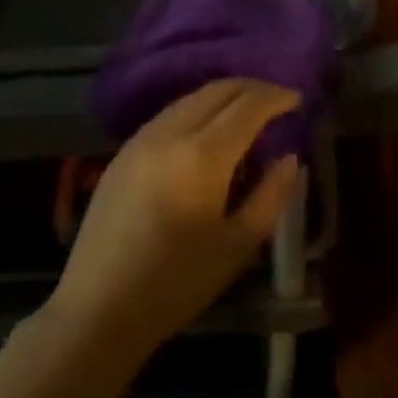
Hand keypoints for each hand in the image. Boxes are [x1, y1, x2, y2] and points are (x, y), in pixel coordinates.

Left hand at [49, 79, 302, 358]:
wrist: (98, 309)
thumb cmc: (176, 284)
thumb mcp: (238, 245)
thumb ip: (271, 195)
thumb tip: (289, 159)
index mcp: (202, 155)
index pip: (248, 105)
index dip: (276, 97)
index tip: (298, 100)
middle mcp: (169, 133)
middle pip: (217, 90)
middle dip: (252, 88)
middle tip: (278, 100)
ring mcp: (140, 139)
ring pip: (190, 98)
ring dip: (223, 96)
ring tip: (248, 112)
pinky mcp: (122, 153)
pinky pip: (168, 115)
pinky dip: (197, 110)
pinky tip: (208, 131)